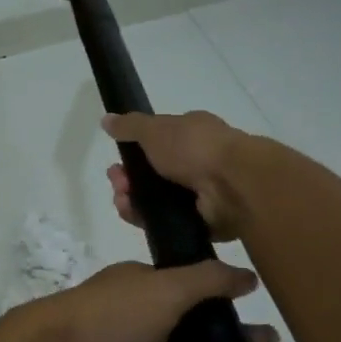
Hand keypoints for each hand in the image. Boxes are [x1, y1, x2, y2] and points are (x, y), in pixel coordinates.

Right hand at [102, 111, 256, 242]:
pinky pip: (168, 222)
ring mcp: (201, 194)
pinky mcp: (202, 221)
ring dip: (134, 200)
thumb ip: (130, 126)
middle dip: (129, 179)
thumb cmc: (195, 148)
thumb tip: (107, 120)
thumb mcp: (156, 129)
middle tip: (117, 184)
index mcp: (192, 135)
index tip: (117, 161)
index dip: (134, 152)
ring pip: (157, 200)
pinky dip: (148, 220)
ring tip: (123, 202)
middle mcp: (198, 162)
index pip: (158, 143)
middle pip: (153, 174)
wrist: (233, 185)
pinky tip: (135, 216)